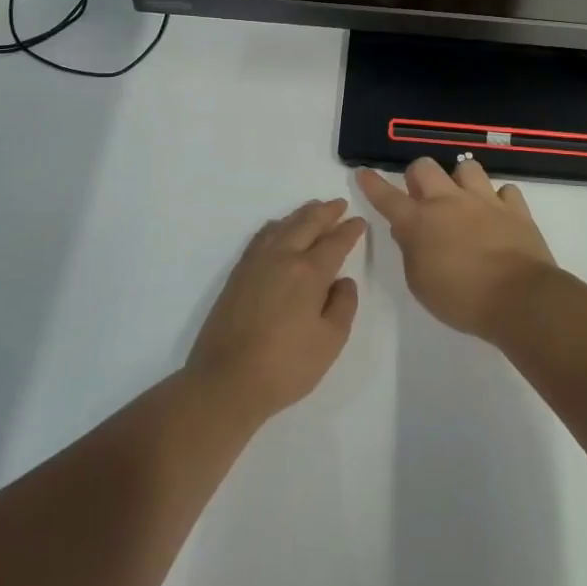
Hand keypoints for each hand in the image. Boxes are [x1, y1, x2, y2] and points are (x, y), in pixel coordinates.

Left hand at [187, 199, 365, 421]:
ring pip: (282, 225)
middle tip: (339, 204)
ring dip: (301, 214)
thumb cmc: (286, 366)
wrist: (227, 380)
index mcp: (309, 272)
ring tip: (313, 209)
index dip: (350, 230)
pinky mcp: (237, 274)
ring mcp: (255, 263)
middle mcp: (282, 257)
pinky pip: (261, 236)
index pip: (335, 242)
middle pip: (306, 224)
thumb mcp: (330, 341)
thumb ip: (343, 305)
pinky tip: (279, 229)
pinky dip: (276, 226)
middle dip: (326, 212)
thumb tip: (343, 281)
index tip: (359, 221)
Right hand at [356, 158, 553, 339]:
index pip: (387, 197)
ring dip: (460, 180)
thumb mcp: (420, 284)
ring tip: (464, 199)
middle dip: (418, 176)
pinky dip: (499, 199)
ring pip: (467, 167)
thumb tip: (407, 232)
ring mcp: (484, 201)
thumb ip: (410, 252)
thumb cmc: (462, 299)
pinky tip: (498, 213)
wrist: (519, 299)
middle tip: (422, 196)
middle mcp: (449, 202)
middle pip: (424, 167)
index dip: (372, 183)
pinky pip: (505, 190)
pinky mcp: (515, 209)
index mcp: (419, 222)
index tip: (363, 172)